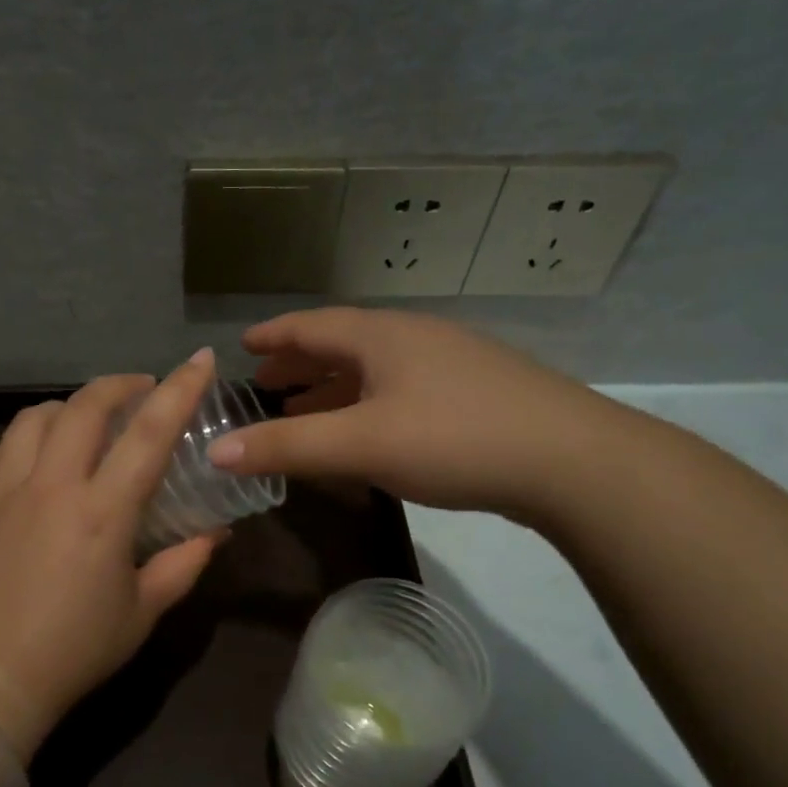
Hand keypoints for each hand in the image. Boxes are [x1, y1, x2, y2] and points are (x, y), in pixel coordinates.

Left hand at [0, 351, 221, 753]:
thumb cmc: (75, 651)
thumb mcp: (142, 612)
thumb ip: (183, 564)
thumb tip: (216, 534)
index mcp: (102, 513)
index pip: (149, 434)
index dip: (180, 390)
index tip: (199, 359)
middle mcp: (52, 487)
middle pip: (84, 407)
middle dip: (119, 385)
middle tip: (141, 389)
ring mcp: (5, 492)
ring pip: (34, 419)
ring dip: (67, 407)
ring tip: (86, 420)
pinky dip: (23, 440)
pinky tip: (35, 456)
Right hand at [206, 307, 616, 516]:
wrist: (572, 461)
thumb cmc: (454, 439)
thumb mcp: (360, 444)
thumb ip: (286, 446)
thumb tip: (215, 451)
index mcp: (381, 336)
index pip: (311, 325)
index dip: (274, 336)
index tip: (243, 345)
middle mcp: (413, 338)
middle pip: (342, 344)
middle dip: (299, 364)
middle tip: (266, 384)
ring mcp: (449, 364)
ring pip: (373, 370)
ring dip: (333, 388)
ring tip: (304, 411)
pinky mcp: (475, 393)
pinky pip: (399, 390)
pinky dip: (366, 405)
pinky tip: (367, 432)